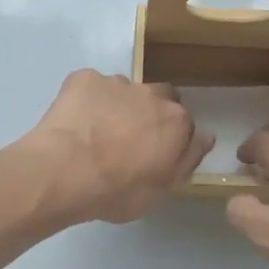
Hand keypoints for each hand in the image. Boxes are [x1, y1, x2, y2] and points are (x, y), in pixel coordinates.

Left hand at [22, 70, 213, 224]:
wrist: (63, 172)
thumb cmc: (117, 190)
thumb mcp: (162, 191)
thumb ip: (187, 160)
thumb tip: (204, 137)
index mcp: (176, 121)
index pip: (184, 124)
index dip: (171, 139)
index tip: (156, 155)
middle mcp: (151, 93)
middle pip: (159, 99)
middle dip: (149, 114)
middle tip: (129, 141)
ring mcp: (116, 82)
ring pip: (124, 91)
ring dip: (118, 106)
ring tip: (96, 133)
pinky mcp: (84, 78)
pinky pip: (92, 86)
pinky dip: (87, 100)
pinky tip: (75, 122)